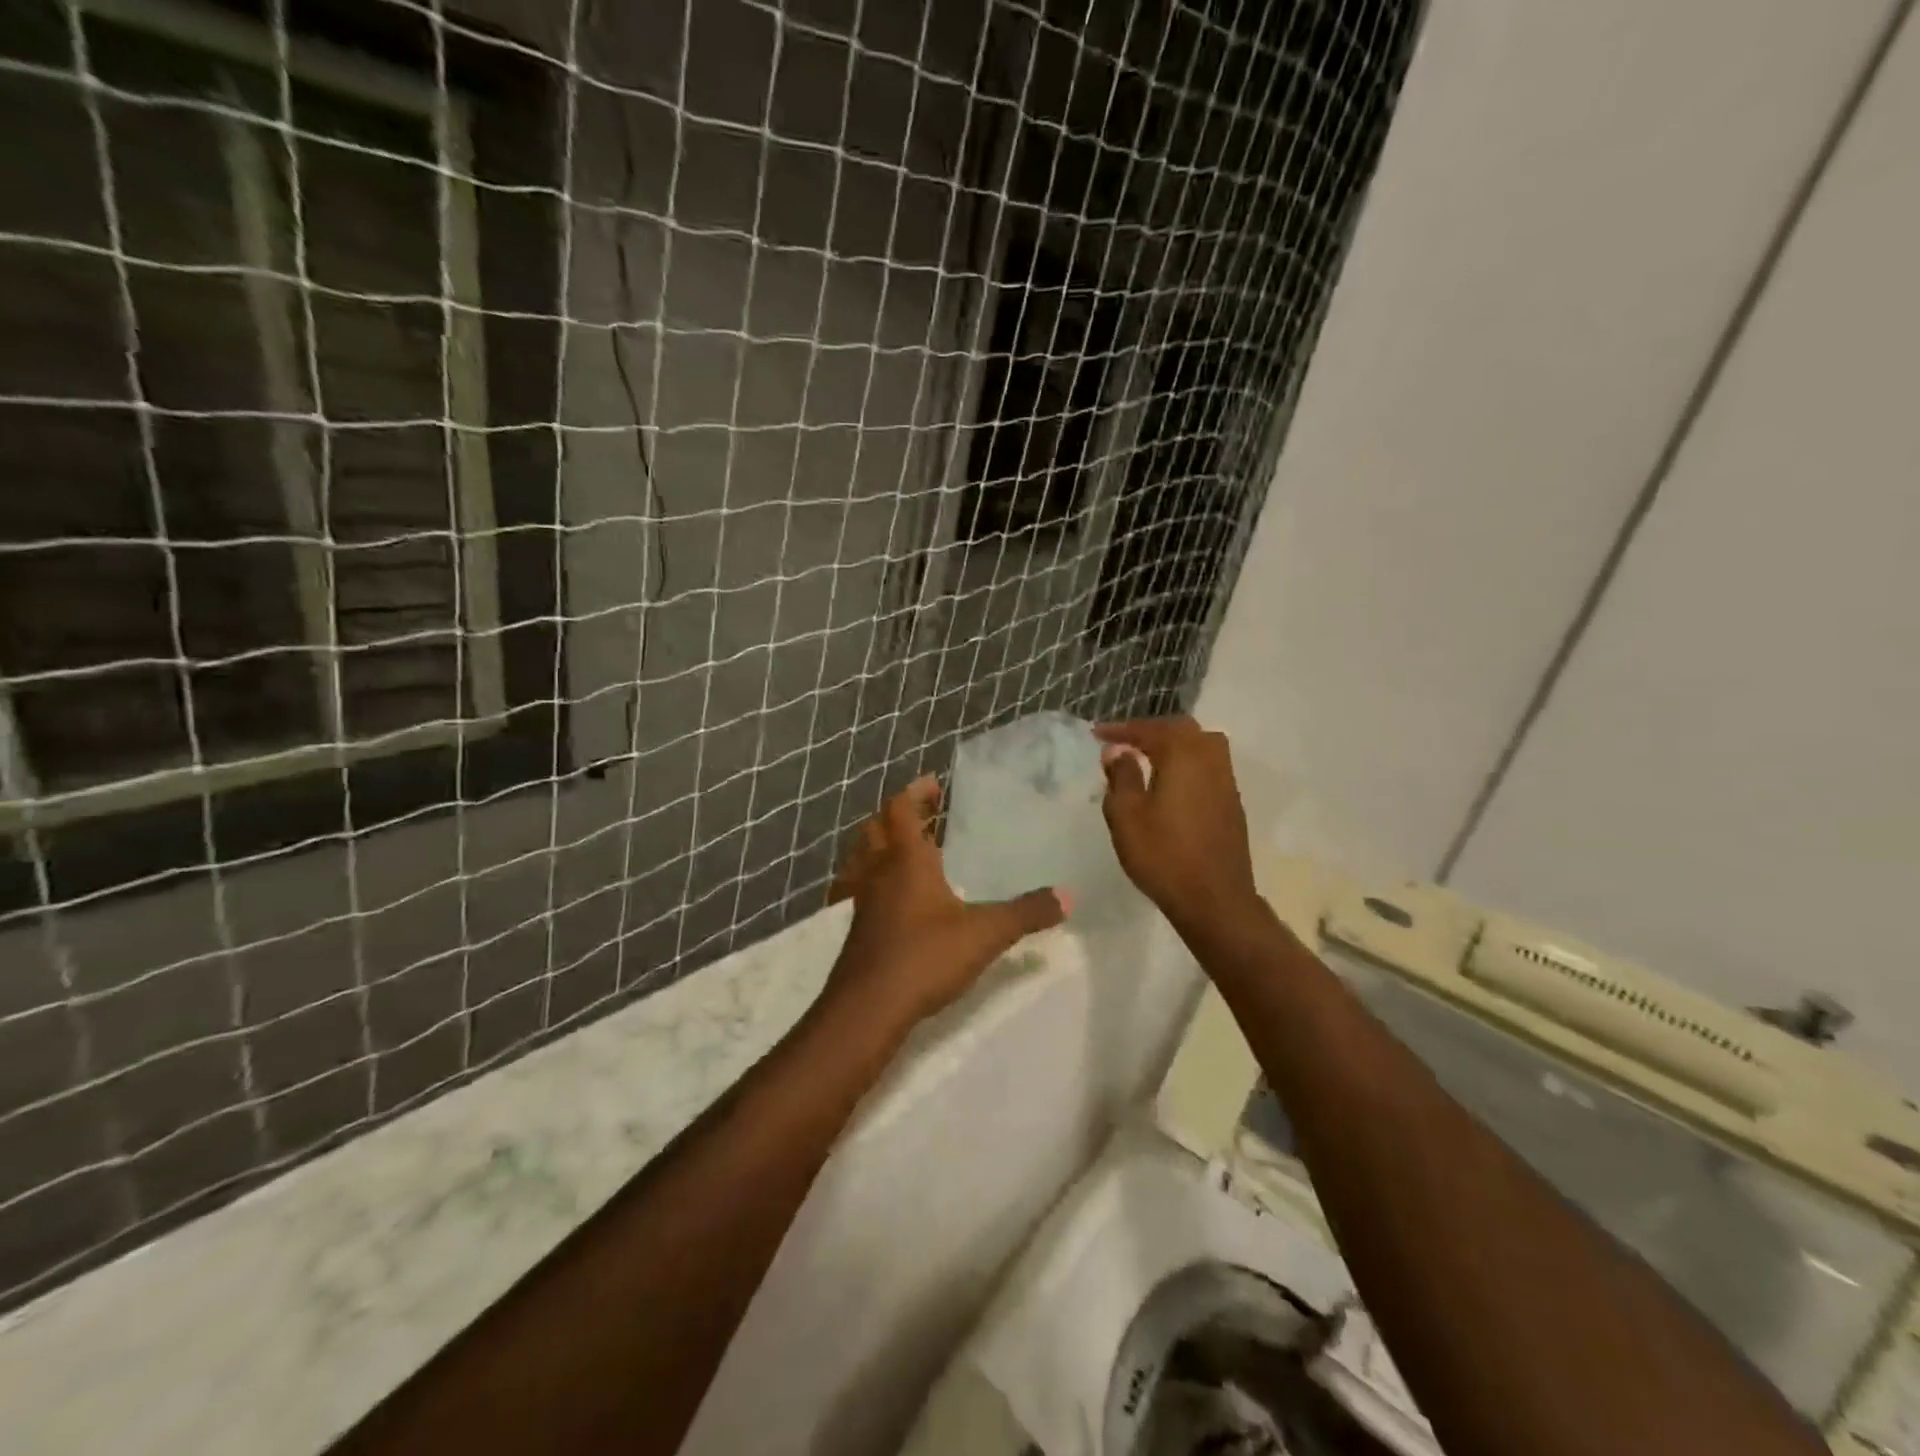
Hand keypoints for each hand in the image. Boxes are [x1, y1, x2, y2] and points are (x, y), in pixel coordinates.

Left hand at [825, 775, 1067, 1031]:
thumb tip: (1069, 895)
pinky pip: (858, 889)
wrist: (867, 1007)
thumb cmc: (925, 956)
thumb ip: (1027, 912)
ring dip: (880, 846)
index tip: (933, 783)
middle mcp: (878, 872)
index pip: (902, 809)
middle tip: (923, 816)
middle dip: (898, 817)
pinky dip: (871, 880)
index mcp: (906, 860)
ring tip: (906, 852)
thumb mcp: (985, 933)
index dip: (916, 792)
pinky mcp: (855, 929)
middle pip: (876, 829)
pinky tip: (890, 900)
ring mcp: (861, 901)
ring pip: (862, 859)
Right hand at [1096, 717, 1261, 933]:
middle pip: (1181, 729)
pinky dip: (1188, 763)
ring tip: (1148, 757)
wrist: (1214, 898)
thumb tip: (1117, 751)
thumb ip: (1121, 776)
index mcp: (1183, 755)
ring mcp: (1226, 781)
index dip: (1121, 730)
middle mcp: (1210, 759)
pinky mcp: (1232, 803)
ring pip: (1201, 745)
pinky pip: (1209, 766)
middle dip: (1150, 731)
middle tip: (1124, 742)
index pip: (1150, 730)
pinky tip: (1172, 782)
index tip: (1097, 734)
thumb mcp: (1126, 815)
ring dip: (1173, 744)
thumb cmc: (1163, 854)